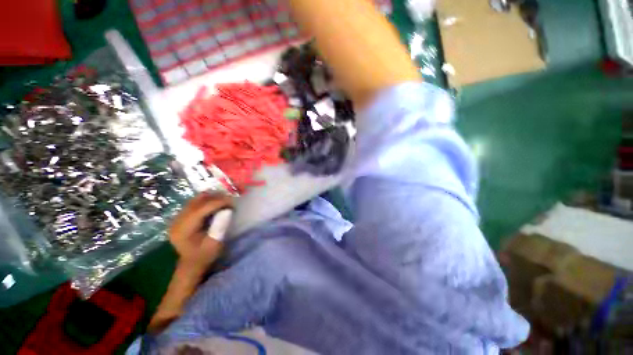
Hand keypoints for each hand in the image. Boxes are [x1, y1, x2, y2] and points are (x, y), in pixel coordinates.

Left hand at [168, 192, 232, 272]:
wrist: (192, 263)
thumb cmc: (204, 255)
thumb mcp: (214, 244)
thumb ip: (220, 227)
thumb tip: (227, 210)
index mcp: (183, 230)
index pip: (200, 210)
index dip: (217, 203)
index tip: (232, 201)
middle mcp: (177, 221)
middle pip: (196, 202)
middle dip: (215, 198)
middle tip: (230, 199)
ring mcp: (177, 218)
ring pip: (195, 200)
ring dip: (211, 198)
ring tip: (225, 200)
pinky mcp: (181, 216)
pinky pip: (194, 203)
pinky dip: (206, 200)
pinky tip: (216, 203)